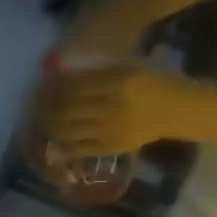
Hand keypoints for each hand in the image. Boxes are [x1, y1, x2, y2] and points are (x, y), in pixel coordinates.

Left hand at [37, 62, 203, 157]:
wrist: (180, 111)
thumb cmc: (152, 84)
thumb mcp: (127, 68)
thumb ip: (94, 73)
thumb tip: (57, 77)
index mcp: (117, 82)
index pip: (72, 85)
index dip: (51, 86)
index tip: (42, 85)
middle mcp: (112, 107)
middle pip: (63, 108)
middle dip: (43, 106)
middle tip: (36, 104)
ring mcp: (111, 130)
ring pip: (65, 129)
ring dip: (47, 125)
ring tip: (41, 120)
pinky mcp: (112, 147)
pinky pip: (77, 149)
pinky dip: (60, 145)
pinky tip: (53, 139)